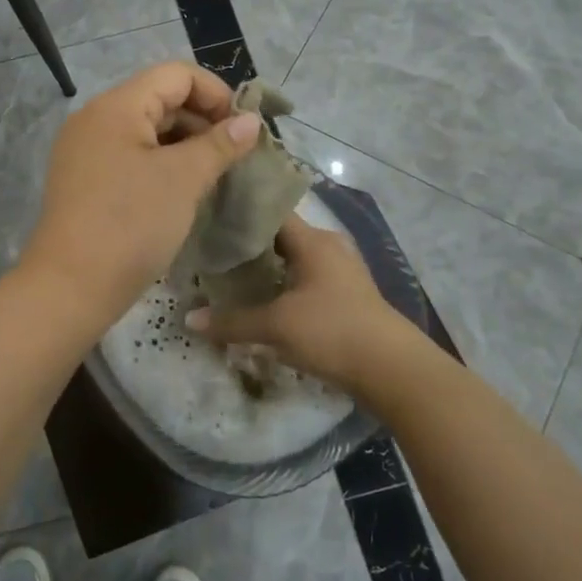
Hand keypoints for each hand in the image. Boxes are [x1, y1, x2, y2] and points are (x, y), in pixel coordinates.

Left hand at [17, 61, 261, 327]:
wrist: (70, 286)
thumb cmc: (131, 224)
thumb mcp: (183, 180)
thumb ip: (219, 144)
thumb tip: (249, 122)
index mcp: (115, 107)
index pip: (175, 75)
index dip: (216, 94)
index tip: (243, 130)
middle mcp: (94, 120)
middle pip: (159, 100)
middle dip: (202, 121)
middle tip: (235, 156)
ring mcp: (84, 152)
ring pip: (145, 132)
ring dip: (184, 146)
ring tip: (214, 176)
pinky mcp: (83, 182)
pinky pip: (129, 158)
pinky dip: (159, 166)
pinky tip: (182, 192)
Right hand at [184, 214, 408, 393]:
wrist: (392, 369)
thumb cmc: (332, 331)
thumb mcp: (276, 326)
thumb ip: (232, 321)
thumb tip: (189, 319)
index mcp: (313, 240)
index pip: (271, 211)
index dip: (240, 210)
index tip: (208, 215)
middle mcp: (328, 247)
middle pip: (279, 235)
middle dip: (247, 242)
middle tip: (210, 248)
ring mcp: (340, 271)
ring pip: (293, 259)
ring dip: (265, 266)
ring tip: (228, 273)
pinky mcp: (344, 295)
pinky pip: (304, 279)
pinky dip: (281, 284)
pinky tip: (260, 298)